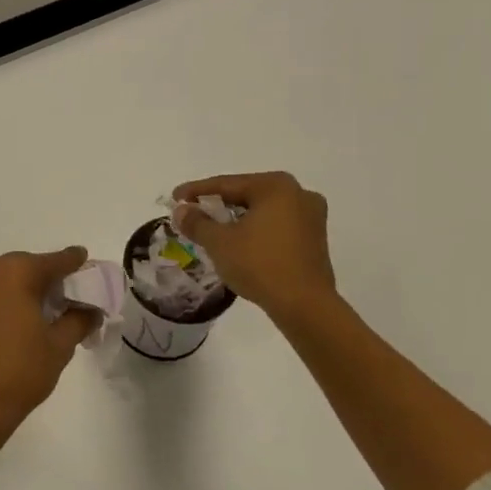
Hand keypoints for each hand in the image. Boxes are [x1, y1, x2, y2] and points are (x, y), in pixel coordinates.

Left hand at [0, 247, 96, 437]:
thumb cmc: (19, 371)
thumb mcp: (59, 345)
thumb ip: (79, 319)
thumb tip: (91, 309)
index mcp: (16, 271)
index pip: (55, 261)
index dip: (75, 263)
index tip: (88, 263)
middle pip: (30, 266)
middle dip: (52, 278)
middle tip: (74, 295)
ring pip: (10, 277)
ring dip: (30, 287)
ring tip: (53, 309)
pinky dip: (12, 296)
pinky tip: (28, 314)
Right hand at [171, 172, 335, 319]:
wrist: (304, 305)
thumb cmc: (259, 265)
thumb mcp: (219, 242)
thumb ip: (196, 222)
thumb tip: (181, 210)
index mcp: (275, 186)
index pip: (226, 184)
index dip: (196, 191)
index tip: (175, 197)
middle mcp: (298, 193)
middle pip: (246, 194)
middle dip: (218, 205)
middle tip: (192, 213)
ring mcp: (312, 216)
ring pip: (263, 211)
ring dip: (237, 219)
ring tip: (213, 230)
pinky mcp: (315, 239)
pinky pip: (276, 225)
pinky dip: (256, 230)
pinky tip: (240, 242)